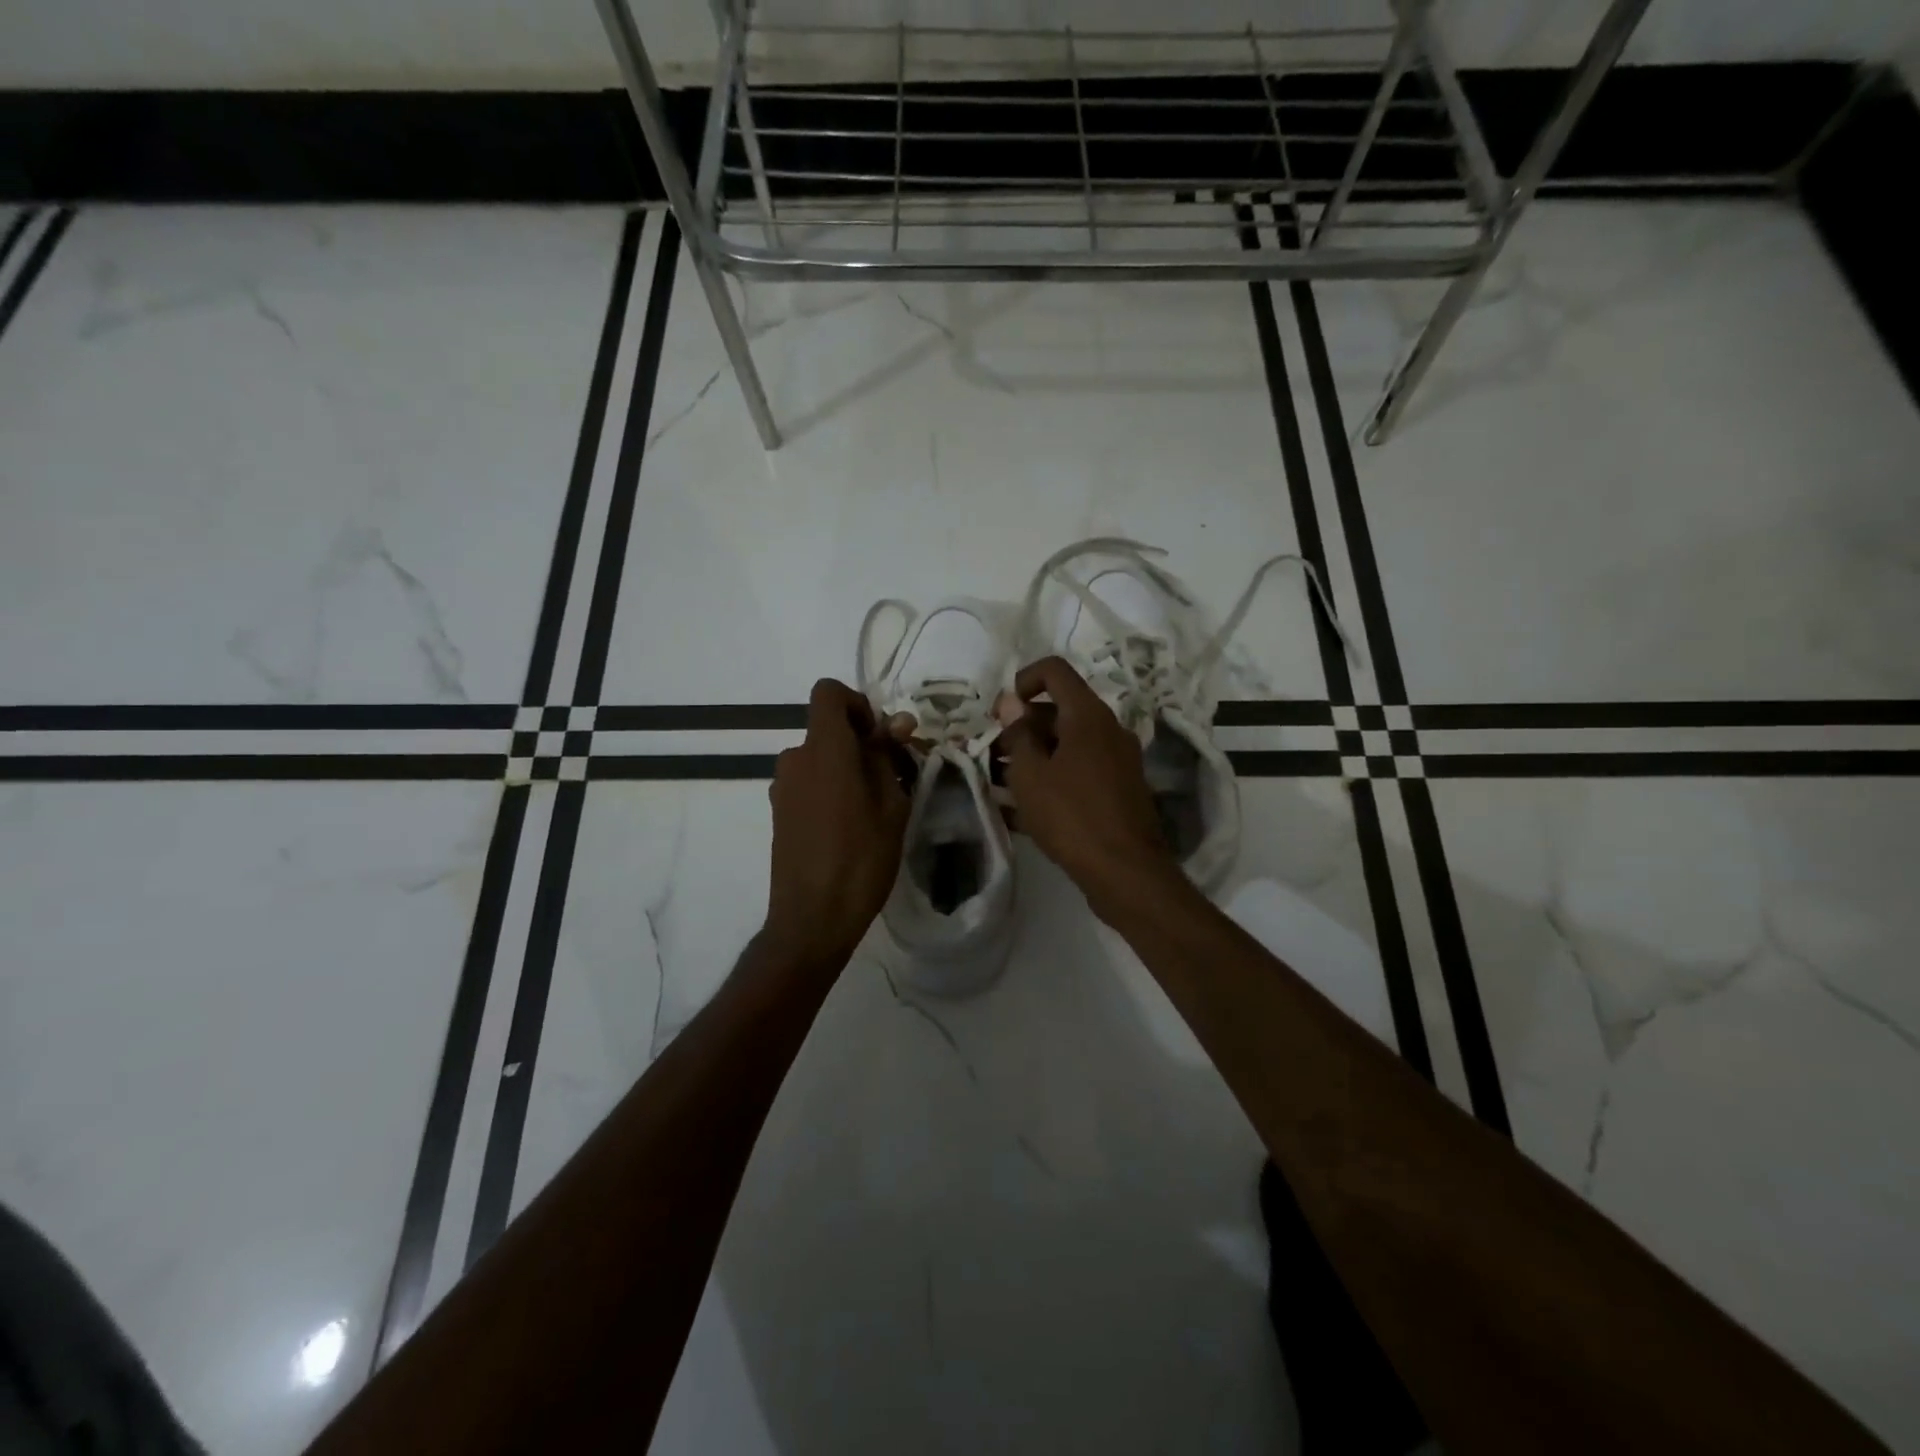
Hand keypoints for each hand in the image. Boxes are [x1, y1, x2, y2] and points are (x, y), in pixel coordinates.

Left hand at [764, 679, 912, 974]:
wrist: (812, 918)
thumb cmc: (861, 858)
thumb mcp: (891, 804)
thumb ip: (888, 756)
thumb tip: (896, 722)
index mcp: (824, 748)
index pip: (828, 692)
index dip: (858, 704)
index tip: (881, 737)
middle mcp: (795, 758)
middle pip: (828, 729)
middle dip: (861, 743)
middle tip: (893, 778)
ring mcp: (782, 787)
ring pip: (820, 758)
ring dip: (847, 769)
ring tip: (875, 809)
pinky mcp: (778, 812)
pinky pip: (809, 782)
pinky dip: (830, 789)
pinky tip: (850, 827)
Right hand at [996, 656, 1181, 922]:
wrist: (1126, 872)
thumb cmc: (1071, 816)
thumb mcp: (1031, 775)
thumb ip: (1017, 734)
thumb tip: (1010, 702)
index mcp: (1088, 715)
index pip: (1054, 671)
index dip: (1022, 680)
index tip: (1001, 713)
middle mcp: (1108, 730)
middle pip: (1059, 710)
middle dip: (1022, 727)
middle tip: (993, 756)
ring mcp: (1117, 761)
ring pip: (1067, 744)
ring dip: (1034, 756)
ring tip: (1001, 784)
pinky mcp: (1119, 790)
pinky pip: (1079, 771)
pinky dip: (1052, 779)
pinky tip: (1022, 810)